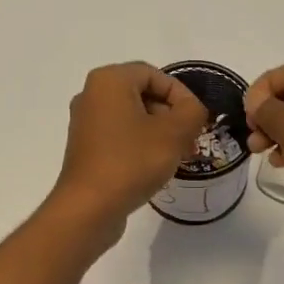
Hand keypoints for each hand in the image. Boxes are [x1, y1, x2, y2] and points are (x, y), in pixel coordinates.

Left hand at [50, 62, 207, 244]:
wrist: (90, 207)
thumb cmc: (132, 161)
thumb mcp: (174, 132)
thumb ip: (192, 111)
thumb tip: (193, 109)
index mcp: (109, 81)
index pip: (155, 75)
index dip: (182, 95)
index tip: (197, 121)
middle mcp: (92, 95)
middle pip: (144, 95)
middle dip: (172, 115)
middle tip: (191, 140)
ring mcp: (86, 123)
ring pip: (134, 117)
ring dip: (160, 132)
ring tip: (180, 156)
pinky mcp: (86, 148)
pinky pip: (121, 136)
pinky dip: (142, 145)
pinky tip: (157, 167)